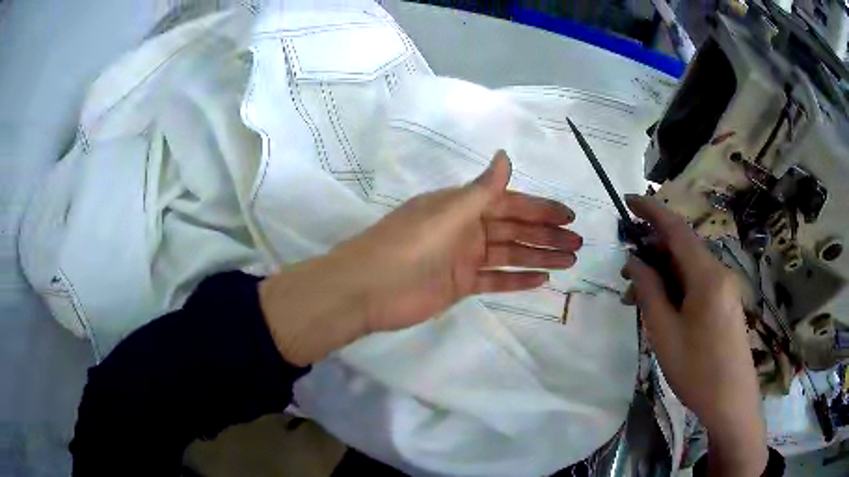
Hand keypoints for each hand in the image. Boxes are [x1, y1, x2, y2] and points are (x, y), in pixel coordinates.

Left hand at [260, 151, 581, 364]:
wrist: (366, 290)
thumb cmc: (407, 248)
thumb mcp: (447, 214)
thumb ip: (481, 191)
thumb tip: (505, 156)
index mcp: (462, 206)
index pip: (510, 203)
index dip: (541, 208)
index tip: (569, 216)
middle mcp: (466, 228)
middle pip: (514, 230)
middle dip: (546, 235)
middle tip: (578, 244)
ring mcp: (463, 258)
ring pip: (509, 254)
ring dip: (539, 256)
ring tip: (569, 262)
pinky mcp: (459, 285)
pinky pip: (494, 279)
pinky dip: (517, 279)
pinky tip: (541, 280)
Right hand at [621, 196, 767, 475]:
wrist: (731, 400)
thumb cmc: (696, 369)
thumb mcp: (664, 332)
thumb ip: (650, 291)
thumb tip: (635, 261)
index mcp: (706, 275)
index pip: (676, 229)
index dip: (651, 211)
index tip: (628, 201)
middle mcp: (719, 272)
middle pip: (682, 248)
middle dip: (652, 254)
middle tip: (626, 279)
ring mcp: (725, 288)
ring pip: (689, 268)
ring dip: (663, 276)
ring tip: (639, 302)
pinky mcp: (725, 303)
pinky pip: (698, 283)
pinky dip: (677, 288)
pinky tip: (663, 310)